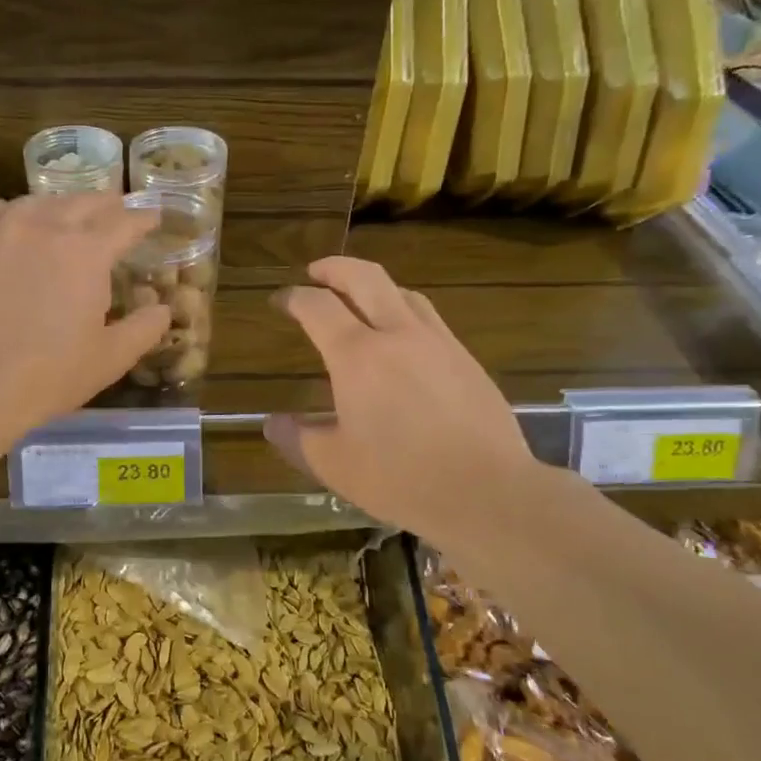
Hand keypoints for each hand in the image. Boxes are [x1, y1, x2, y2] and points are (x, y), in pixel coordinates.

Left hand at [0, 194, 169, 434]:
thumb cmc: (51, 374)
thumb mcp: (111, 358)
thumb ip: (144, 329)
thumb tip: (163, 309)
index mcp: (88, 252)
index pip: (124, 223)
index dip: (143, 219)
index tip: (154, 217)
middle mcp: (46, 229)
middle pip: (83, 203)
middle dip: (107, 204)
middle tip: (118, 208)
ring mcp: (3, 235)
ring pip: (39, 203)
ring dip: (63, 204)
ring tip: (72, 212)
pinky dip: (15, 210)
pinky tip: (16, 215)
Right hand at [266, 256, 537, 539]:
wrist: (487, 492)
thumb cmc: (400, 479)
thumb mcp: (334, 465)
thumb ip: (297, 439)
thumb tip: (273, 423)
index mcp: (357, 356)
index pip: (317, 307)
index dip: (293, 298)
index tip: (280, 300)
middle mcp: (398, 335)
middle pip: (365, 277)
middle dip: (335, 268)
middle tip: (316, 272)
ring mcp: (439, 343)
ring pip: (403, 293)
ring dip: (374, 286)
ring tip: (360, 300)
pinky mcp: (467, 360)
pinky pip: (430, 319)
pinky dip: (405, 312)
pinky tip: (404, 340)